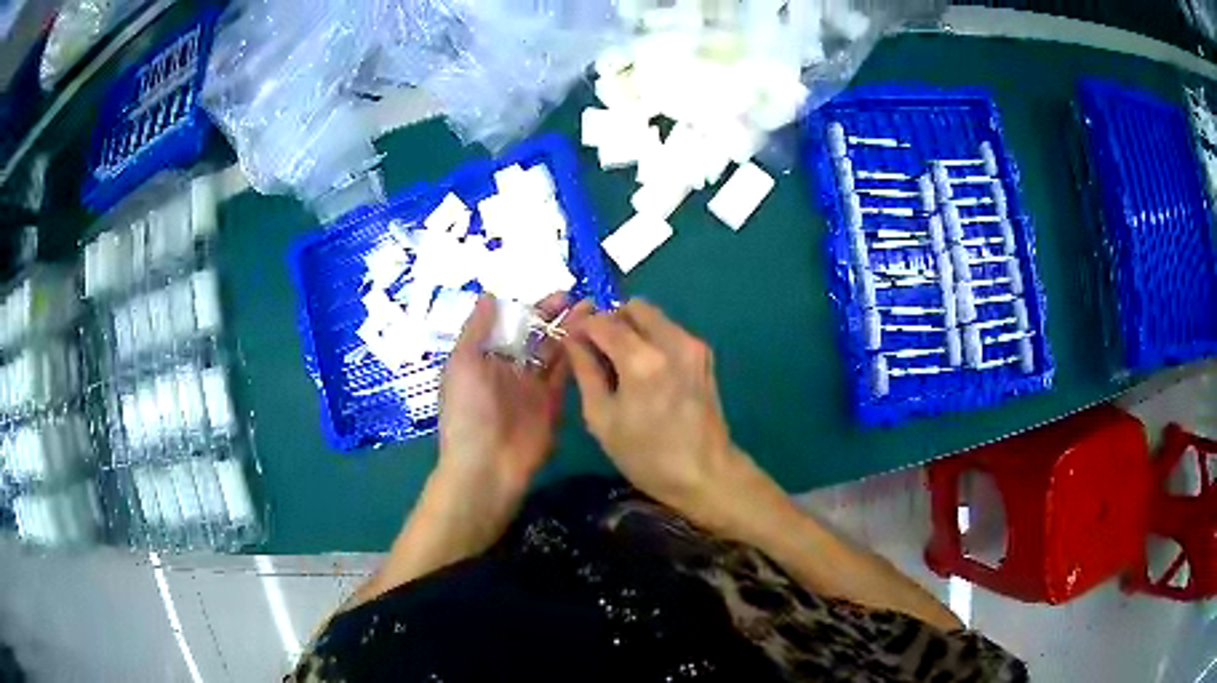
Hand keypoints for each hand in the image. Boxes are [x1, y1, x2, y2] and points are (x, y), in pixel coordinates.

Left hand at [438, 293, 586, 503]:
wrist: (486, 467)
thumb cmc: (468, 412)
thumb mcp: (462, 364)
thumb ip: (476, 329)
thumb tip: (489, 294)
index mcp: (484, 358)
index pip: (510, 324)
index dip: (531, 307)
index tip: (557, 293)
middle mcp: (509, 369)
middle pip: (535, 336)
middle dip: (557, 317)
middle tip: (583, 299)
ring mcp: (532, 387)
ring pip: (554, 352)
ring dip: (571, 332)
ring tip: (596, 312)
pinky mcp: (552, 404)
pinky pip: (565, 375)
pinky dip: (577, 356)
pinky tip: (593, 339)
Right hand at [563, 300, 752, 530]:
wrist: (705, 473)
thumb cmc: (646, 455)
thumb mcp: (602, 418)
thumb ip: (585, 371)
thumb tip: (572, 340)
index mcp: (642, 359)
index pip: (603, 321)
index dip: (581, 324)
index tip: (568, 336)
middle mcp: (671, 341)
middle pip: (633, 307)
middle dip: (609, 319)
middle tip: (594, 346)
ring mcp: (692, 345)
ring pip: (653, 317)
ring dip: (630, 328)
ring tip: (616, 360)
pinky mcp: (703, 355)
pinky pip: (668, 331)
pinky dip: (650, 338)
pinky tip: (642, 369)